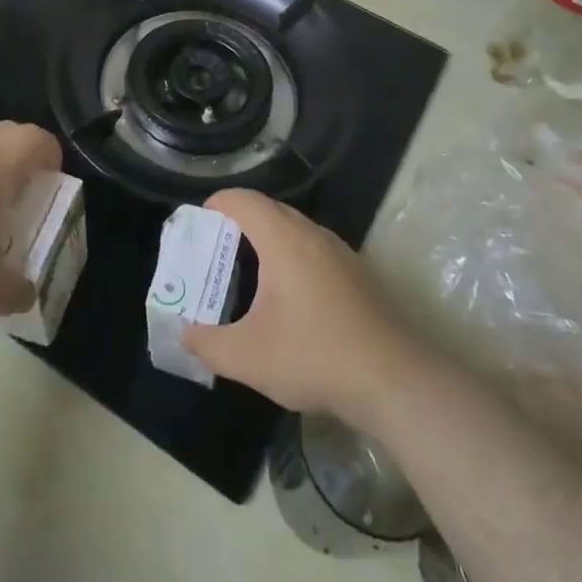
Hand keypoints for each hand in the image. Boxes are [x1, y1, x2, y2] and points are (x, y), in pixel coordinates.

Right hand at [181, 189, 414, 426]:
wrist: (396, 380)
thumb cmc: (315, 356)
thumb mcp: (248, 357)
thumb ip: (207, 343)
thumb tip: (185, 334)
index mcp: (284, 239)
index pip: (243, 200)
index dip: (215, 205)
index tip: (198, 227)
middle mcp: (313, 234)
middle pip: (269, 210)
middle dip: (238, 224)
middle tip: (216, 253)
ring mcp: (342, 253)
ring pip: (295, 230)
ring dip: (268, 242)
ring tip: (249, 276)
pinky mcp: (360, 275)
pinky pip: (315, 250)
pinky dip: (293, 259)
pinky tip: (290, 301)